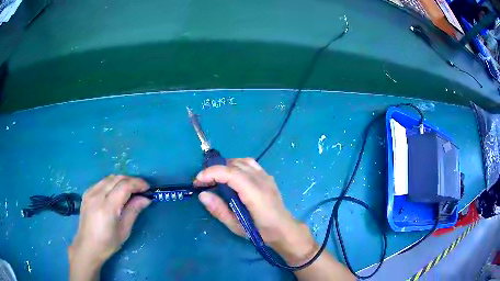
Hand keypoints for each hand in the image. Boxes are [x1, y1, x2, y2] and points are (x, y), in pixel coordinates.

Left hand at [69, 175, 150, 278]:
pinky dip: (112, 183)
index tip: (148, 188)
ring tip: (130, 190)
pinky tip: (116, 192)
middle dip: (131, 180)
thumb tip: (146, 199)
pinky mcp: (86, 193)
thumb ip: (134, 211)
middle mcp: (97, 195)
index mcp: (107, 207)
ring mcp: (90, 192)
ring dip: (122, 180)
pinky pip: (102, 182)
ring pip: (109, 178)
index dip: (137, 184)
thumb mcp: (124, 230)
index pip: (124, 186)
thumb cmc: (108, 243)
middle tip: (141, 189)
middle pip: (117, 178)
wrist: (87, 246)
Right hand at [194, 158, 316, 264]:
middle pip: (235, 165)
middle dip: (215, 170)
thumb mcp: (237, 226)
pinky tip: (232, 176)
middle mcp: (261, 180)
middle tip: (203, 183)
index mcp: (255, 194)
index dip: (212, 173)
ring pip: (242, 161)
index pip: (231, 173)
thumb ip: (219, 210)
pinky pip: (250, 164)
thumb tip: (203, 194)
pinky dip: (236, 165)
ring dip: (225, 166)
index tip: (198, 181)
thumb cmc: (261, 232)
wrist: (283, 229)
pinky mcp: (267, 177)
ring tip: (216, 178)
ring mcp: (266, 176)